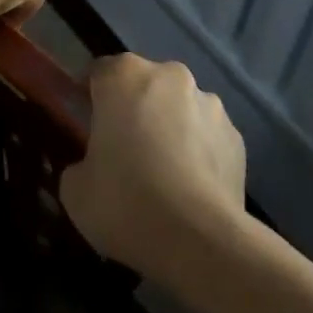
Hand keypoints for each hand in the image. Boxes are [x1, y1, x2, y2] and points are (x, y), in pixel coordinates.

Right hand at [60, 53, 246, 283]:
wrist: (199, 240)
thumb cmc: (125, 201)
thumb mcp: (75, 189)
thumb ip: (81, 164)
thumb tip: (93, 167)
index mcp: (125, 76)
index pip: (100, 72)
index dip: (90, 96)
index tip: (85, 123)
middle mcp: (171, 77)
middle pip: (144, 86)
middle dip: (134, 109)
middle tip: (122, 150)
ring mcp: (210, 104)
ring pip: (179, 109)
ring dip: (169, 128)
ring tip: (162, 174)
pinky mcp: (237, 137)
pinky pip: (207, 137)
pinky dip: (197, 152)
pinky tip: (189, 189)